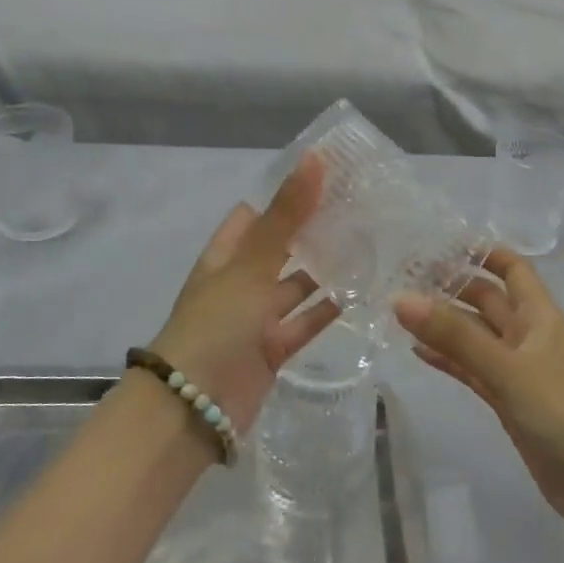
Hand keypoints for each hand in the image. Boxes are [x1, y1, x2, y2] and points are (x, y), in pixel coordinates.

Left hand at [149, 154, 337, 434]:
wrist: (195, 405)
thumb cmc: (217, 323)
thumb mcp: (251, 263)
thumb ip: (286, 215)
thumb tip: (314, 157)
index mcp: (225, 256)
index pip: (254, 216)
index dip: (285, 197)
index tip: (327, 180)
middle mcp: (239, 283)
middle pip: (279, 250)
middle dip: (311, 233)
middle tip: (358, 211)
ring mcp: (256, 318)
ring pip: (295, 287)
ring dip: (324, 271)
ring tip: (367, 247)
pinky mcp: (273, 349)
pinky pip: (305, 323)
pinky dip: (328, 310)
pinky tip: (360, 293)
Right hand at [396, 248, 563, 539]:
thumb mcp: (508, 368)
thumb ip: (455, 336)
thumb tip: (401, 298)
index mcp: (539, 316)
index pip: (512, 267)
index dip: (481, 251)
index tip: (438, 241)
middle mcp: (529, 336)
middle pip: (487, 299)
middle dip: (452, 286)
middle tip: (402, 275)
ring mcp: (518, 370)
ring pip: (476, 336)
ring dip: (445, 324)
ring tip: (399, 311)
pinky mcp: (509, 401)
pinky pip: (473, 370)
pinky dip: (448, 359)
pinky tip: (417, 352)